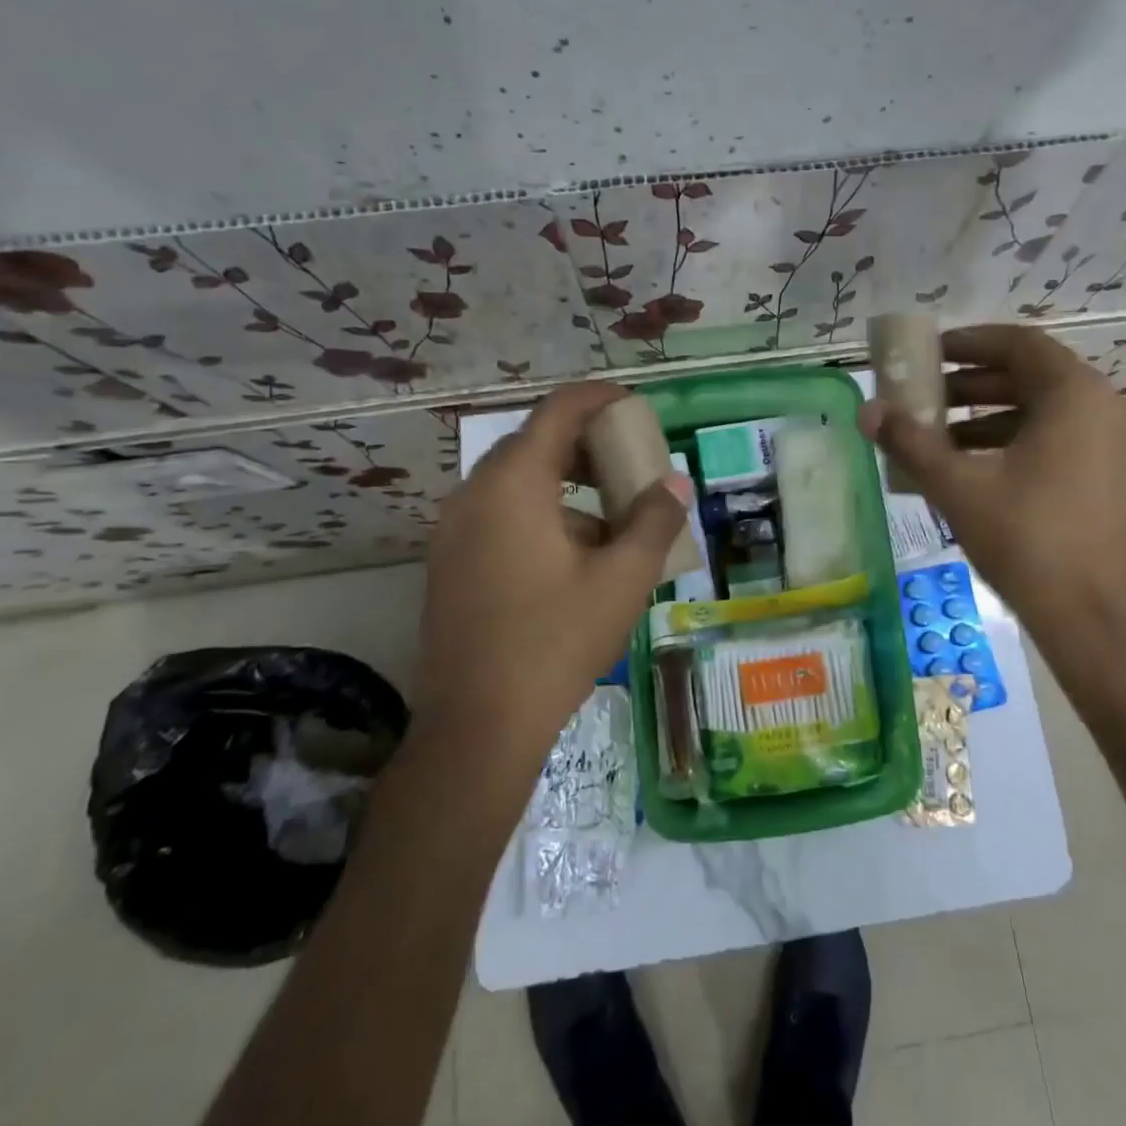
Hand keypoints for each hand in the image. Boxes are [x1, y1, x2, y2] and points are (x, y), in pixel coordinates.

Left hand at [417, 383, 691, 750]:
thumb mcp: (622, 579)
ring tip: (614, 518)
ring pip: (518, 484)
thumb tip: (675, 482)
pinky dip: (542, 515)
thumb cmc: (556, 641)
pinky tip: (577, 558)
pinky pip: (501, 515)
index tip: (636, 408)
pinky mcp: (450, 563)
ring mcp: (454, 530)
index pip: (559, 411)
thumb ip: (654, 521)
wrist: (478, 726)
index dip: (600, 399)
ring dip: (567, 485)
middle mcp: (474, 494)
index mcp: (514, 484)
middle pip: (536, 444)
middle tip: (631, 463)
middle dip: (588, 446)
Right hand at [858, 324, 1125, 649]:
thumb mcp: (959, 487)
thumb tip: (867, 412)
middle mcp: (1109, 406)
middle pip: (1033, 377)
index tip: (930, 353)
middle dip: (973, 386)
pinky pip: (1066, 440)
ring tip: (942, 440)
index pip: (1019, 343)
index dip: (969, 343)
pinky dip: (1022, 443)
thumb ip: (911, 443)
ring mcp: (1123, 444)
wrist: (1099, 621)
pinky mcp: (1123, 477)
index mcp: (1076, 395)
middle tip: (926, 398)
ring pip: (1049, 412)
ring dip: (993, 419)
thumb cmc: (1029, 541)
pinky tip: (981, 471)